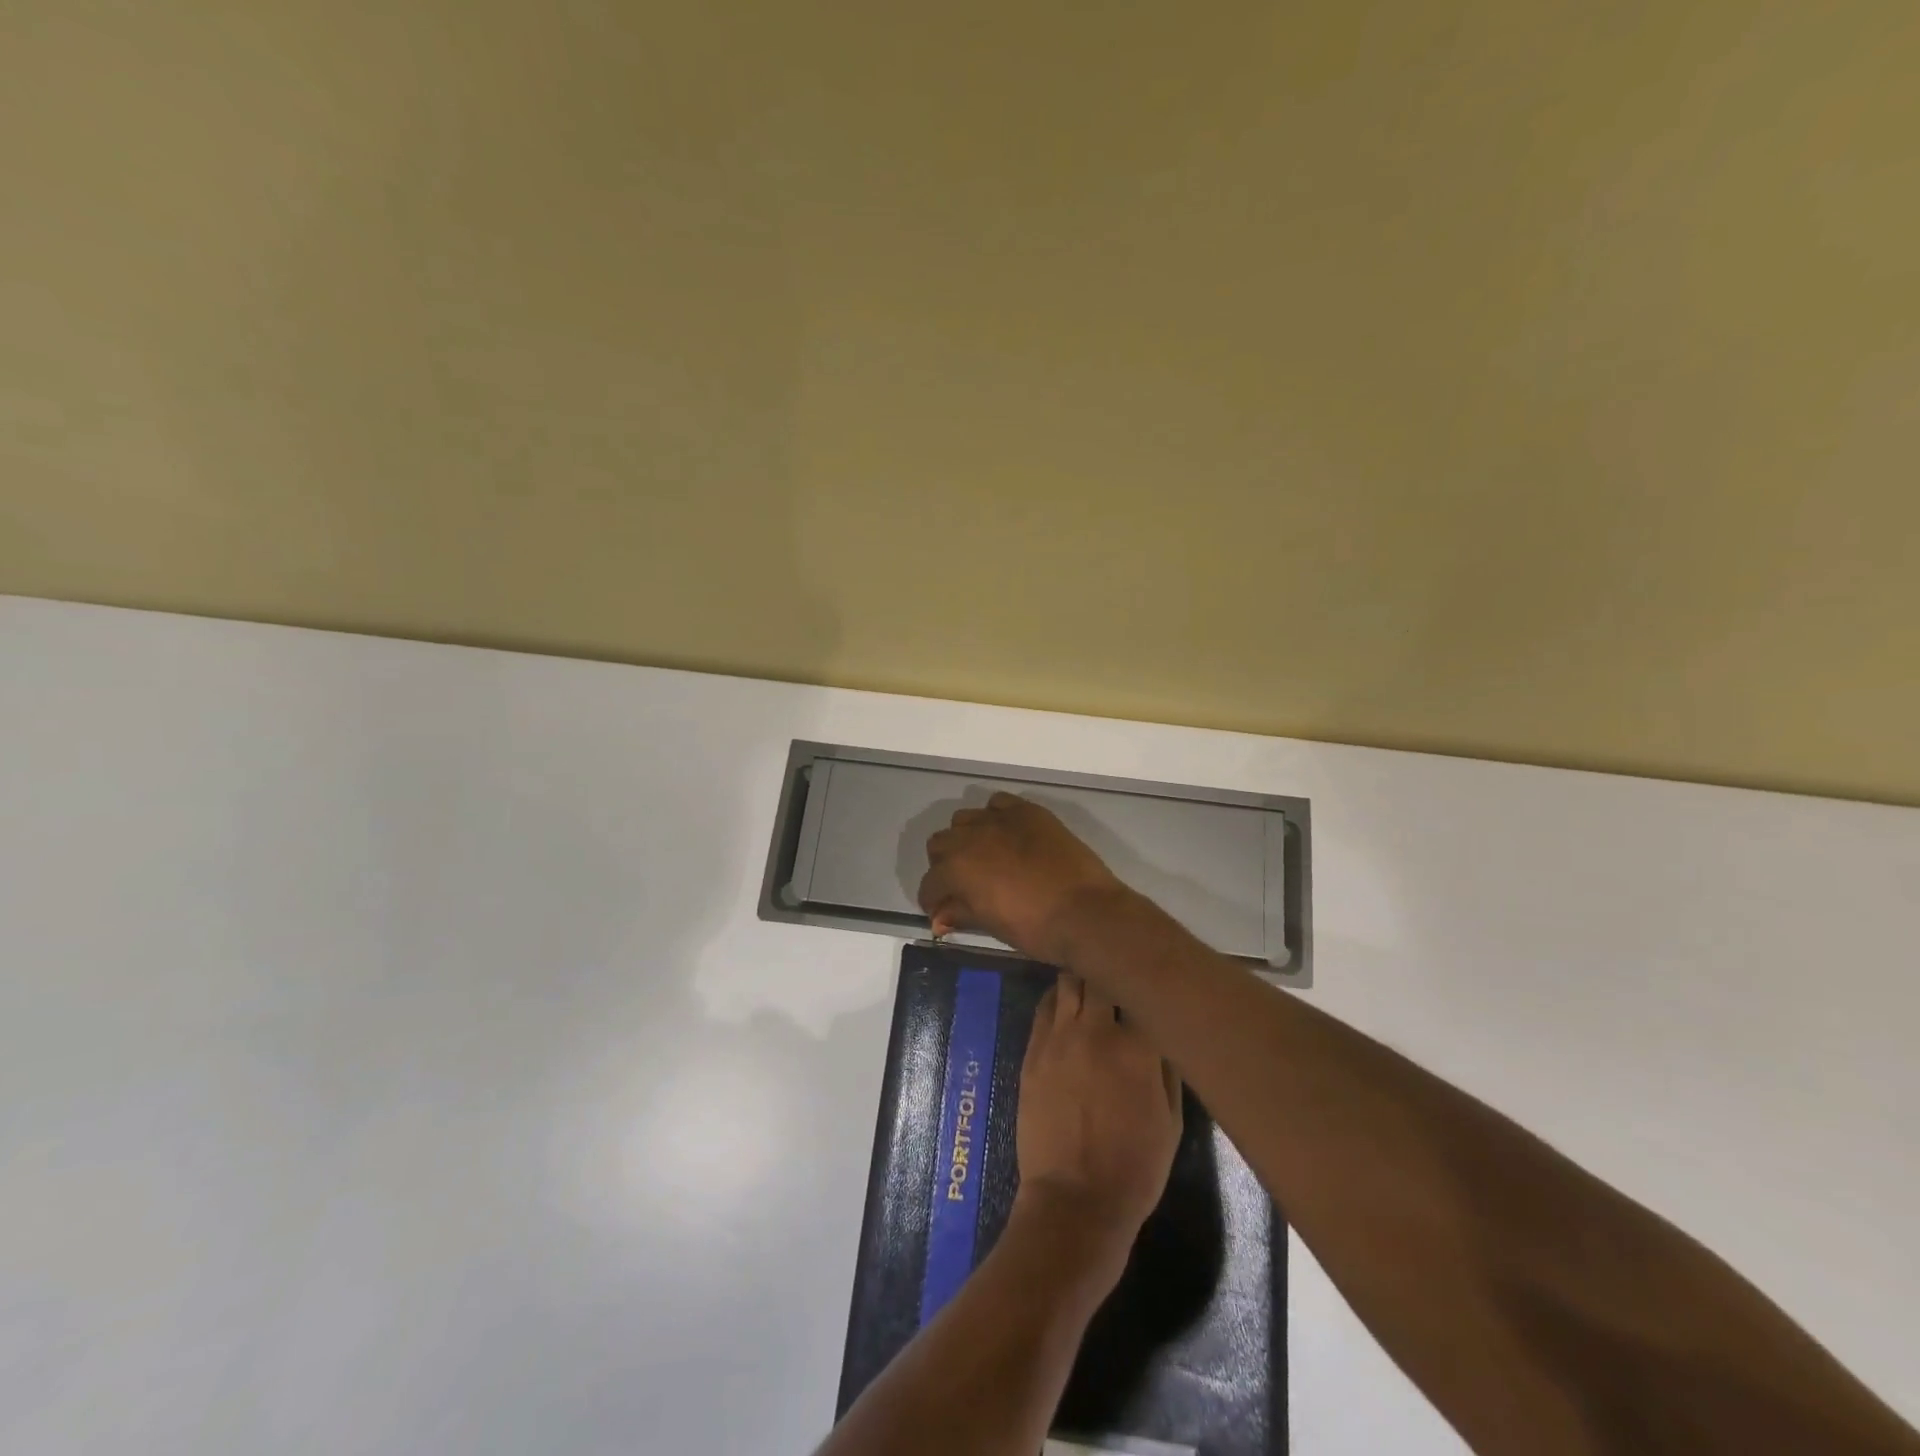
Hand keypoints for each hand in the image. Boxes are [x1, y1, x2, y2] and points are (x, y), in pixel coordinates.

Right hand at [919, 793, 1128, 963]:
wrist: (1086, 912)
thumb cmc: (1035, 928)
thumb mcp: (991, 924)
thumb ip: (960, 913)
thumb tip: (939, 918)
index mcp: (956, 869)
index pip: (930, 883)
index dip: (932, 900)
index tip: (942, 912)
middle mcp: (970, 837)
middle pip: (940, 844)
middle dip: (944, 866)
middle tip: (962, 886)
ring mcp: (999, 819)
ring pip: (964, 819)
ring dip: (966, 838)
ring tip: (984, 857)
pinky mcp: (1027, 811)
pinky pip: (998, 804)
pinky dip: (995, 817)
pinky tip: (1007, 835)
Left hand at [1013, 972, 1182, 1268]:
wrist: (1074, 1200)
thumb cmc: (1134, 1167)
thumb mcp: (1172, 1121)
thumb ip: (1168, 1067)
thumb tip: (1163, 1030)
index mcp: (1137, 1046)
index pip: (1142, 989)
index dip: (1147, 981)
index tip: (1151, 978)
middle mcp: (1096, 1029)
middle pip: (1100, 973)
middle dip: (1110, 969)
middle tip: (1118, 971)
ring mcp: (1059, 1036)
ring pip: (1068, 980)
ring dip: (1081, 976)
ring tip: (1091, 979)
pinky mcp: (1033, 1049)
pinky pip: (1045, 1006)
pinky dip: (1058, 998)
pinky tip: (1067, 1003)